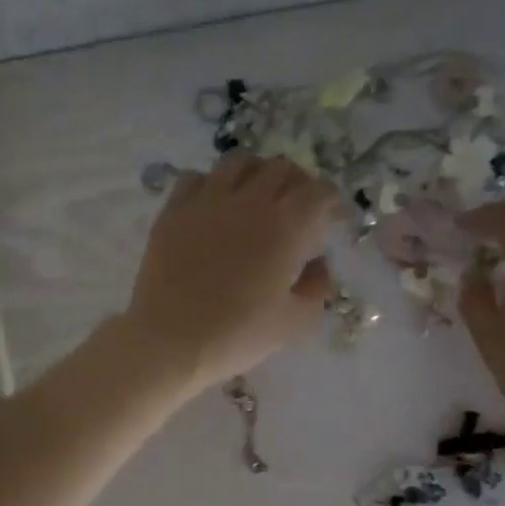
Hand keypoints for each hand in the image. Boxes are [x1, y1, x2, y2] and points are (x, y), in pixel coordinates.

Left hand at [125, 155, 338, 390]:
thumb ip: (317, 287)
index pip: (319, 192)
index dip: (333, 203)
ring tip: (258, 197)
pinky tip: (215, 206)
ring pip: (240, 163)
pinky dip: (213, 184)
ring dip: (258, 174)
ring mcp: (207, 201)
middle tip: (299, 209)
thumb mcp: (294, 322)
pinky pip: (197, 178)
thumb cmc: (237, 336)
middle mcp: (249, 201)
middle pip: (282, 169)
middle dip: (299, 184)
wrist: (170, 342)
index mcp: (285, 226)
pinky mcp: (173, 211)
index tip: (334, 221)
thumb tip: (319, 263)